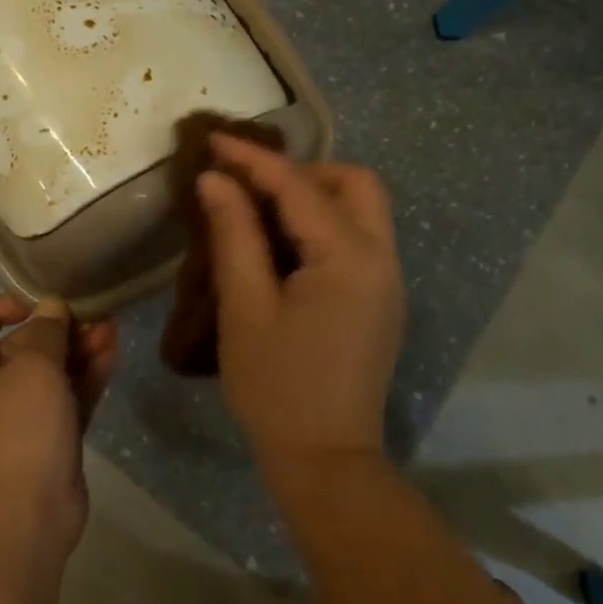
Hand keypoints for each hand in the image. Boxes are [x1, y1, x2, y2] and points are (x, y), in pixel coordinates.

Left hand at [0, 294, 119, 562]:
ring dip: (79, 349)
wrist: (23, 518)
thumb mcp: (30, 368)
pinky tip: (112, 354)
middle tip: (89, 313)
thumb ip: (45, 333)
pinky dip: (89, 376)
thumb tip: (50, 307)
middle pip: (21, 348)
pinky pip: (72, 399)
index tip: (30, 304)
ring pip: (53, 374)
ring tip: (110, 328)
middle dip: (54, 328)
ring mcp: (27, 420)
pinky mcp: (56, 442)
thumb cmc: (16, 431)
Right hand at [197, 136, 404, 477]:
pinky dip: (324, 225)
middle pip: (354, 184)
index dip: (254, 160)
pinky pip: (360, 239)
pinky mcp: (382, 300)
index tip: (214, 141)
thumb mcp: (245, 308)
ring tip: (261, 211)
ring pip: (362, 209)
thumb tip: (215, 180)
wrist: (326, 462)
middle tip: (251, 186)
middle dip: (302, 172)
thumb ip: (234, 235)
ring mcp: (388, 281)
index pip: (300, 187)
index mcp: (350, 259)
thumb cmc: (276, 387)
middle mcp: (382, 259)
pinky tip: (285, 245)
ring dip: (315, 196)